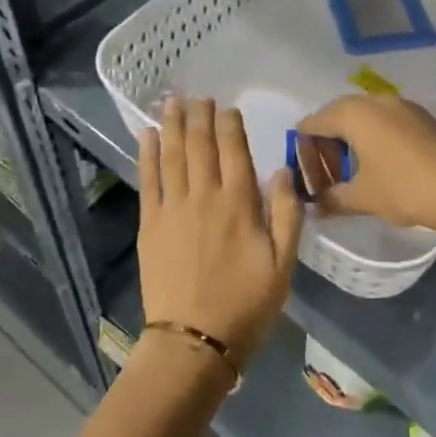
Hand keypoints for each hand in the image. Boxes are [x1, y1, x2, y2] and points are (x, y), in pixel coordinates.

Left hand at [138, 98, 302, 368]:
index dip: (231, 126)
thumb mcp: (283, 266)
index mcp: (240, 205)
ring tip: (173, 101)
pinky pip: (148, 180)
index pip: (235, 152)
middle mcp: (205, 197)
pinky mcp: (149, 224)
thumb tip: (283, 171)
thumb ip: (286, 215)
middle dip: (201, 117)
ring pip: (174, 155)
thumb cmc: (246, 306)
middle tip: (199, 96)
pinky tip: (148, 135)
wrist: (194, 340)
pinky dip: (148, 155)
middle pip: (202, 146)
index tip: (228, 107)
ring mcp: (173, 208)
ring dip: (174, 125)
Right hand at [297, 95, 435, 238]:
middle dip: (327, 140)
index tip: (303, 172)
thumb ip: (331, 199)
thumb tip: (313, 206)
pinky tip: (378, 163)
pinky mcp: (422, 117)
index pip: (313, 122)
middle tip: (324, 171)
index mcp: (353, 114)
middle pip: (337, 114)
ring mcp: (402, 106)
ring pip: (364, 115)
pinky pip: (385, 119)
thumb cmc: (404, 189)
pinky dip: (374, 136)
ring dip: (351, 137)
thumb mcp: (362, 198)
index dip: (303, 147)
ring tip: (350, 169)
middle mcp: (375, 100)